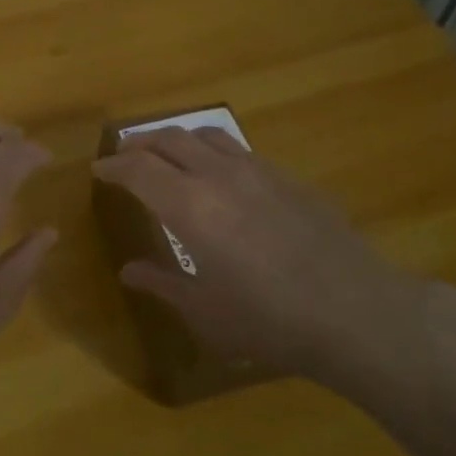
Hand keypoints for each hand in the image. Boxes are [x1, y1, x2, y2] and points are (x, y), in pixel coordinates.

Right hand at [91, 127, 427, 384]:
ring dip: (178, 139)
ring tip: (168, 153)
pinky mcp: (289, 178)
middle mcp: (219, 176)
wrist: (356, 311)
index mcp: (190, 207)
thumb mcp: (205, 312)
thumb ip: (162, 284)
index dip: (113, 166)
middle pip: (170, 139)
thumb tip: (129, 270)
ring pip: (207, 135)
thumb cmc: (269, 320)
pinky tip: (222, 176)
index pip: (138, 170)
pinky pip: (240, 150)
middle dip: (140, 144)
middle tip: (125, 155)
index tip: (99, 170)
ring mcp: (259, 170)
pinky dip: (215, 152)